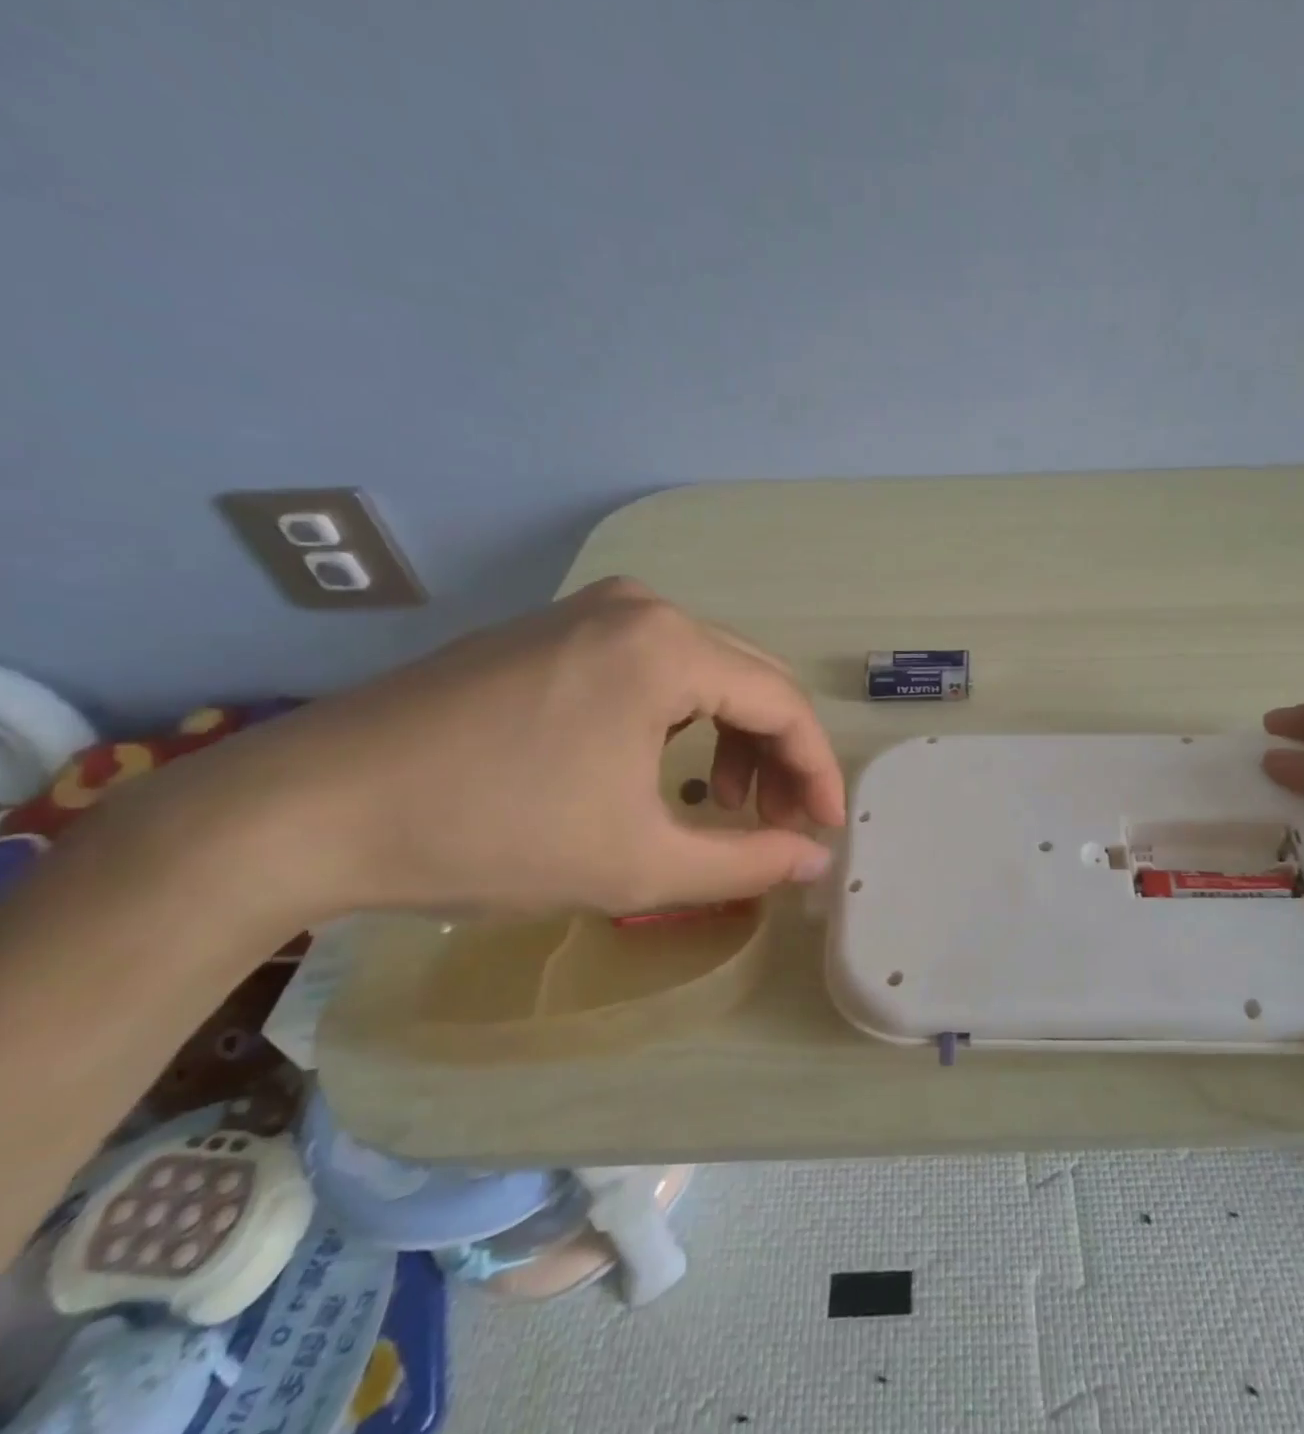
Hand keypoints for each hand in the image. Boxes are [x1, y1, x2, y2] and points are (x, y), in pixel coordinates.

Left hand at [110, 579, 845, 928]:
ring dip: (734, 735)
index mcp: (668, 646)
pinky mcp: (554, 629)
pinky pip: (654, 666)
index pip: (783, 705)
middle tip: (782, 823)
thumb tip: (816, 861)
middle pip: (751, 679)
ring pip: (706, 671)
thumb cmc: (492, 833)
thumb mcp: (639, 863)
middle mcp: (641, 608)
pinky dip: (683, 717)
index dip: (817, 771)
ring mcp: (591, 611)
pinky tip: (667, 764)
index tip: (825, 829)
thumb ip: (747, 863)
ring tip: (725, 802)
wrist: (310, 809)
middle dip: (779, 755)